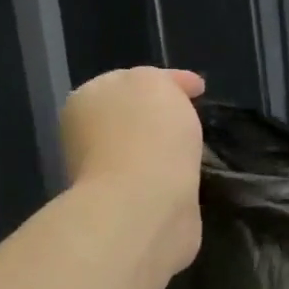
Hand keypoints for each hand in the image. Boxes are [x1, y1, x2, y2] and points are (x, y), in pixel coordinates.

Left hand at [59, 68, 204, 272]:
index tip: (200, 89)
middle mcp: (89, 136)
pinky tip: (188, 177)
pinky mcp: (129, 208)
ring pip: (143, 150)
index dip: (169, 80)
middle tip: (194, 119)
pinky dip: (170, 177)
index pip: (131, 80)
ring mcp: (106, 175)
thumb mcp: (156, 83)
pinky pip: (155, 181)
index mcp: (88, 99)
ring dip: (165, 149)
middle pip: (132, 116)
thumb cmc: (148, 135)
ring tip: (195, 150)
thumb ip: (160, 81)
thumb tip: (169, 95)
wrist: (144, 205)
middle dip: (160, 116)